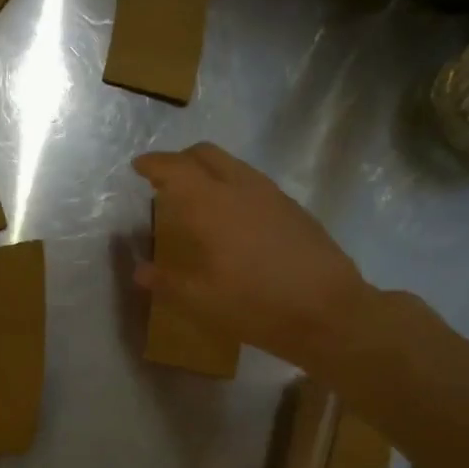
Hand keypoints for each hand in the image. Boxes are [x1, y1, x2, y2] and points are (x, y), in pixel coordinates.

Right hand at [133, 143, 375, 369]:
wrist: (329, 313)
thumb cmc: (256, 305)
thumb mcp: (200, 301)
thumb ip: (166, 281)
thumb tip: (140, 271)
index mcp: (212, 205)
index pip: (176, 169)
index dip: (154, 164)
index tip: (138, 166)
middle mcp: (242, 189)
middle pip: (206, 154)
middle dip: (181, 160)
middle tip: (165, 179)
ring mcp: (272, 196)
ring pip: (233, 165)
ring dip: (209, 171)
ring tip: (198, 198)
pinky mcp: (293, 209)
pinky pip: (253, 183)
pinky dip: (232, 186)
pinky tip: (233, 219)